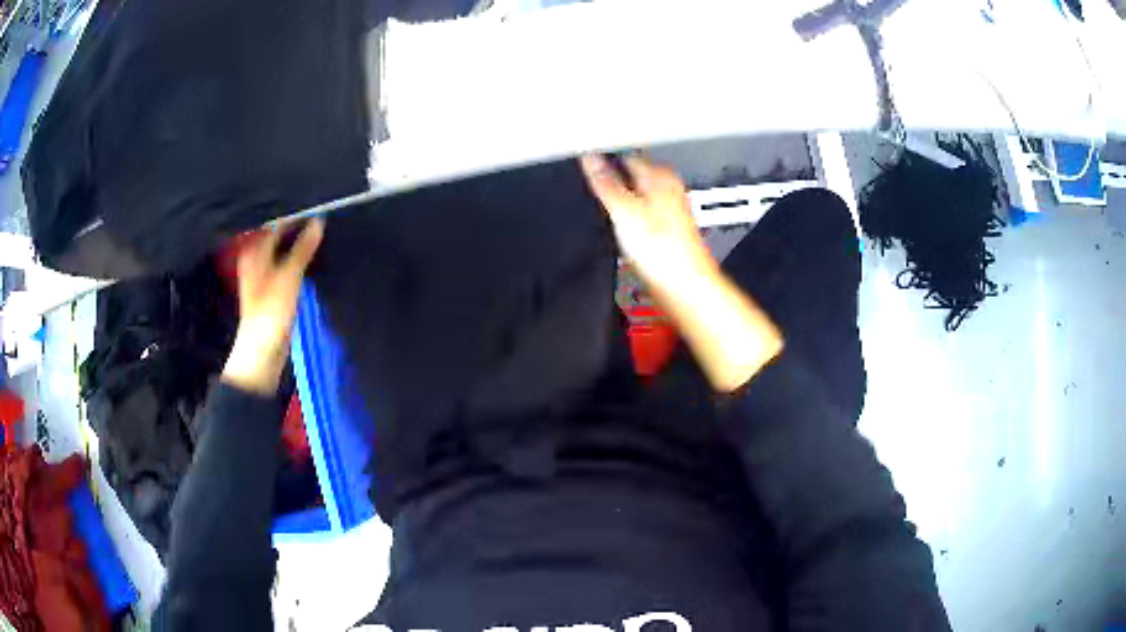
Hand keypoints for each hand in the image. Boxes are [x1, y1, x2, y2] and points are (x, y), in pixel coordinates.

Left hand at [222, 219, 323, 395]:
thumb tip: (318, 222)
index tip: (316, 201)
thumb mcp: (289, 277)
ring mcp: (265, 271)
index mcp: (254, 251)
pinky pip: (288, 261)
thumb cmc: (270, 313)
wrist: (262, 352)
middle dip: (298, 223)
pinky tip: (314, 250)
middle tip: (323, 210)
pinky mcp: (274, 285)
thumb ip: (303, 248)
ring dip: (300, 239)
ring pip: (284, 247)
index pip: (274, 220)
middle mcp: (257, 257)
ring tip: (321, 226)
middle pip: (278, 233)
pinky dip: (299, 255)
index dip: (294, 211)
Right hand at [579, 154, 717, 301]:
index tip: (584, 163)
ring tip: (604, 212)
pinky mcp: (665, 233)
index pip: (625, 156)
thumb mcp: (623, 210)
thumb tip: (589, 158)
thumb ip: (604, 182)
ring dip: (618, 204)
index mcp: (660, 176)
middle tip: (591, 190)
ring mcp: (668, 212)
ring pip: (634, 199)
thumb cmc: (666, 251)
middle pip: (630, 178)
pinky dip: (627, 222)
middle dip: (610, 183)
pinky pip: (639, 219)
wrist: (685, 287)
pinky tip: (620, 232)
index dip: (602, 159)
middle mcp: (667, 190)